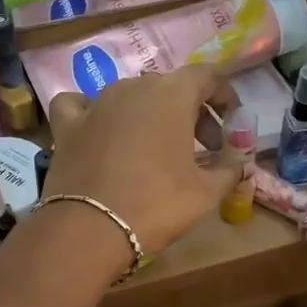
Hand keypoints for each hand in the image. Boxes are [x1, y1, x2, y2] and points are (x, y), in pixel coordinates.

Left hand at [41, 64, 240, 258]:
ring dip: (150, 115)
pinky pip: (81, 106)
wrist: (90, 230)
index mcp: (172, 94)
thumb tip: (238, 163)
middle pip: (171, 87)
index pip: (207, 76)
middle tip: (203, 148)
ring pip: (131, 96)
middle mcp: (133, 87)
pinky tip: (99, 130)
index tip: (231, 123)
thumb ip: (229, 169)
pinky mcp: (68, 125)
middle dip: (192, 113)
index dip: (224, 96)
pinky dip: (94, 113)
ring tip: (157, 149)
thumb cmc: (157, 205)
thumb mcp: (207, 193)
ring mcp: (96, 103)